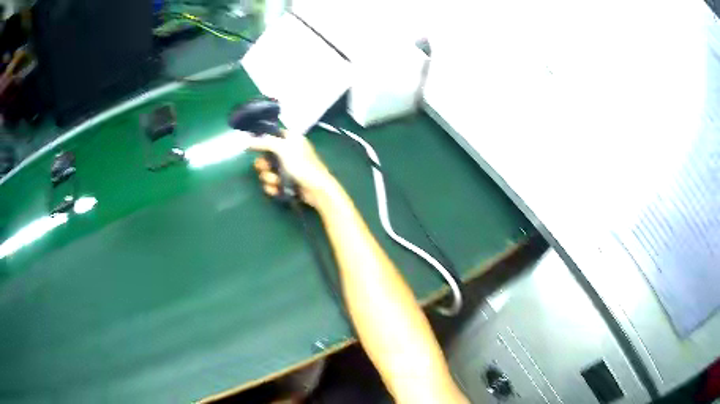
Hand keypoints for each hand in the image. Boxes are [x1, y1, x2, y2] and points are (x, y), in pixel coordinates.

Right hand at [248, 130, 337, 206]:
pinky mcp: (286, 184)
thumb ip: (266, 142)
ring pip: (267, 172)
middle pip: (265, 156)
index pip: (272, 135)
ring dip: (269, 178)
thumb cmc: (303, 166)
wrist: (317, 190)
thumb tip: (249, 140)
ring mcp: (286, 169)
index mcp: (291, 140)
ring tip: (277, 182)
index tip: (252, 146)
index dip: (262, 140)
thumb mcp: (284, 149)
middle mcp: (288, 152)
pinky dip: (273, 188)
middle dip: (263, 165)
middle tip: (266, 168)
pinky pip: (271, 184)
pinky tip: (278, 190)